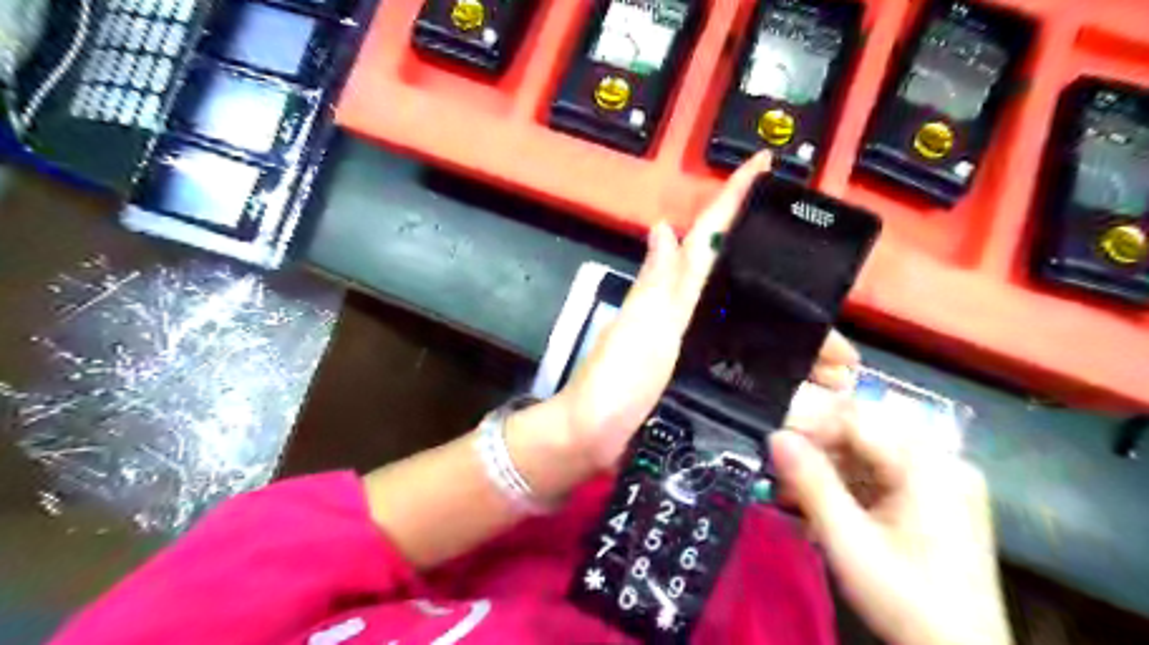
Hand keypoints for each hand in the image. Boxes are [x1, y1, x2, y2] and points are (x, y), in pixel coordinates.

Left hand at [546, 150, 860, 477]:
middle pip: (746, 286)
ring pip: (753, 326)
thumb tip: (663, 225)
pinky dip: (776, 366)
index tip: (765, 164)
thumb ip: (660, 283)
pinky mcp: (696, 375)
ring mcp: (693, 344)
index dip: (734, 198)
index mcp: (673, 291)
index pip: (708, 236)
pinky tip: (807, 381)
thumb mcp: (642, 328)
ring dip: (797, 341)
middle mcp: (686, 311)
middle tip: (840, 319)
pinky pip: (744, 359)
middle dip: (795, 298)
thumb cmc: (618, 381)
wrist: (596, 438)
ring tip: (841, 366)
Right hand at [776, 403, 1006, 644]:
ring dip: (829, 468)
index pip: (856, 418)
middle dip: (817, 449)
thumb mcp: (849, 541)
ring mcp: (943, 478)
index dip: (810, 425)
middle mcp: (941, 460)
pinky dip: (850, 483)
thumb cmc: (905, 599)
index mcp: (927, 464)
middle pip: (864, 432)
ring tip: (798, 495)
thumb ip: (811, 483)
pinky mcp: (938, 497)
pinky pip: (884, 472)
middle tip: (783, 475)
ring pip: (870, 451)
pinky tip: (828, 506)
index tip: (776, 448)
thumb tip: (776, 436)